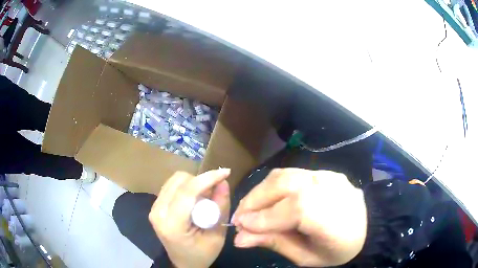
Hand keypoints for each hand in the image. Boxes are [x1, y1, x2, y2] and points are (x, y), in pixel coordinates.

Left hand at [149, 169, 230, 267]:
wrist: (184, 263)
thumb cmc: (202, 254)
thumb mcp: (217, 236)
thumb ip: (221, 208)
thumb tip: (223, 182)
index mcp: (172, 225)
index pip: (187, 192)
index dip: (207, 178)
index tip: (226, 172)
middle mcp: (158, 213)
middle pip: (180, 181)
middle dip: (201, 182)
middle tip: (214, 195)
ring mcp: (154, 208)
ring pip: (175, 180)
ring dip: (194, 184)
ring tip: (204, 199)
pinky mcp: (155, 205)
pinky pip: (172, 186)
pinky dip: (187, 187)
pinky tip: (194, 200)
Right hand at [232, 168, 366, 266]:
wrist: (368, 229)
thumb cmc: (338, 250)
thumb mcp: (307, 257)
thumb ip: (275, 243)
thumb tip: (240, 238)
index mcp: (331, 217)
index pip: (291, 210)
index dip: (261, 217)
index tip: (239, 227)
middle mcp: (329, 188)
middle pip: (283, 184)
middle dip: (253, 200)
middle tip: (240, 218)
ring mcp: (327, 176)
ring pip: (284, 175)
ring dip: (261, 191)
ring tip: (251, 209)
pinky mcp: (325, 173)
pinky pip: (293, 174)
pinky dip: (274, 186)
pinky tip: (270, 200)